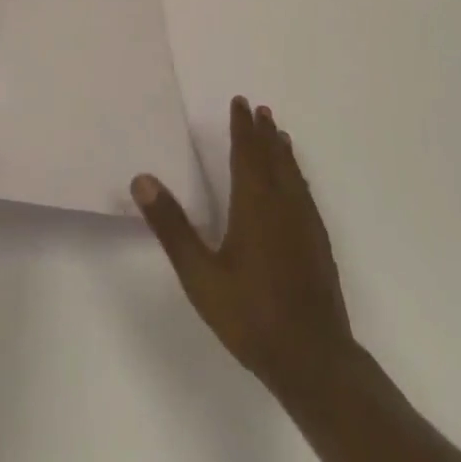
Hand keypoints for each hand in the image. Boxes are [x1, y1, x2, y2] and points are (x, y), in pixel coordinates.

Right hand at [134, 97, 352, 392]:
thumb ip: (172, 227)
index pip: (247, 153)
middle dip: (264, 133)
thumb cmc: (251, 315)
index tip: (240, 102)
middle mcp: (283, 204)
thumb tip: (142, 179)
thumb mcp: (200, 274)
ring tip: (280, 135)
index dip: (242, 127)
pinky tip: (297, 186)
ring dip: (283, 151)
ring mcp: (306, 224)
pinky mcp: (319, 244)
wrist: (313, 358)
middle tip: (260, 109)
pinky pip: (305, 194)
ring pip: (293, 175)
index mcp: (255, 204)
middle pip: (274, 158)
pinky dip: (297, 176)